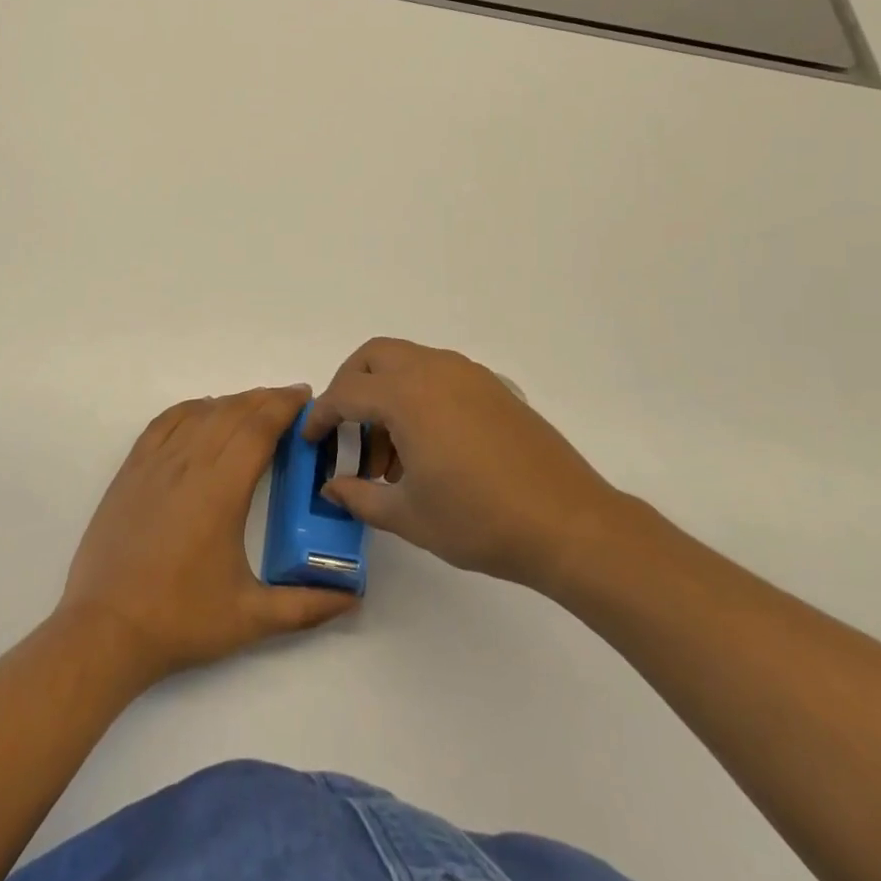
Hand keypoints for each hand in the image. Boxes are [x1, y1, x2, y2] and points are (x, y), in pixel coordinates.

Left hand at [59, 386, 357, 682]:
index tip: (306, 398)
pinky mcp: (131, 470)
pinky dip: (191, 409)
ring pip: (200, 413)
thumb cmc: (181, 621)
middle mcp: (188, 464)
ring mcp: (155, 463)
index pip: (258, 428)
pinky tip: (203, 413)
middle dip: (265, 399)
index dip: (284, 406)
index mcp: (221, 490)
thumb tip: (351, 597)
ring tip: (254, 408)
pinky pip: (165, 422)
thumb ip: (306, 606)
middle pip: (232, 412)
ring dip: (232, 403)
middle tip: (291, 402)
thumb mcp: (251, 618)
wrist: (105, 630)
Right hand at [306, 338, 628, 595]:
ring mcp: (469, 374)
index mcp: (407, 395)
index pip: (346, 392)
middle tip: (346, 429)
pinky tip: (430, 446)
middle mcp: (435, 370)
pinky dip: (419, 394)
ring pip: (409, 361)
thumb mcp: (409, 516)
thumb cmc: (480, 521)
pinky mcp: (495, 387)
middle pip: (374, 356)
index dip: (321, 415)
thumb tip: (331, 487)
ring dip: (386, 392)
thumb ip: (360, 497)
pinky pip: (440, 374)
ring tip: (391, 453)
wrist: (569, 524)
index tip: (311, 439)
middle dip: (350, 385)